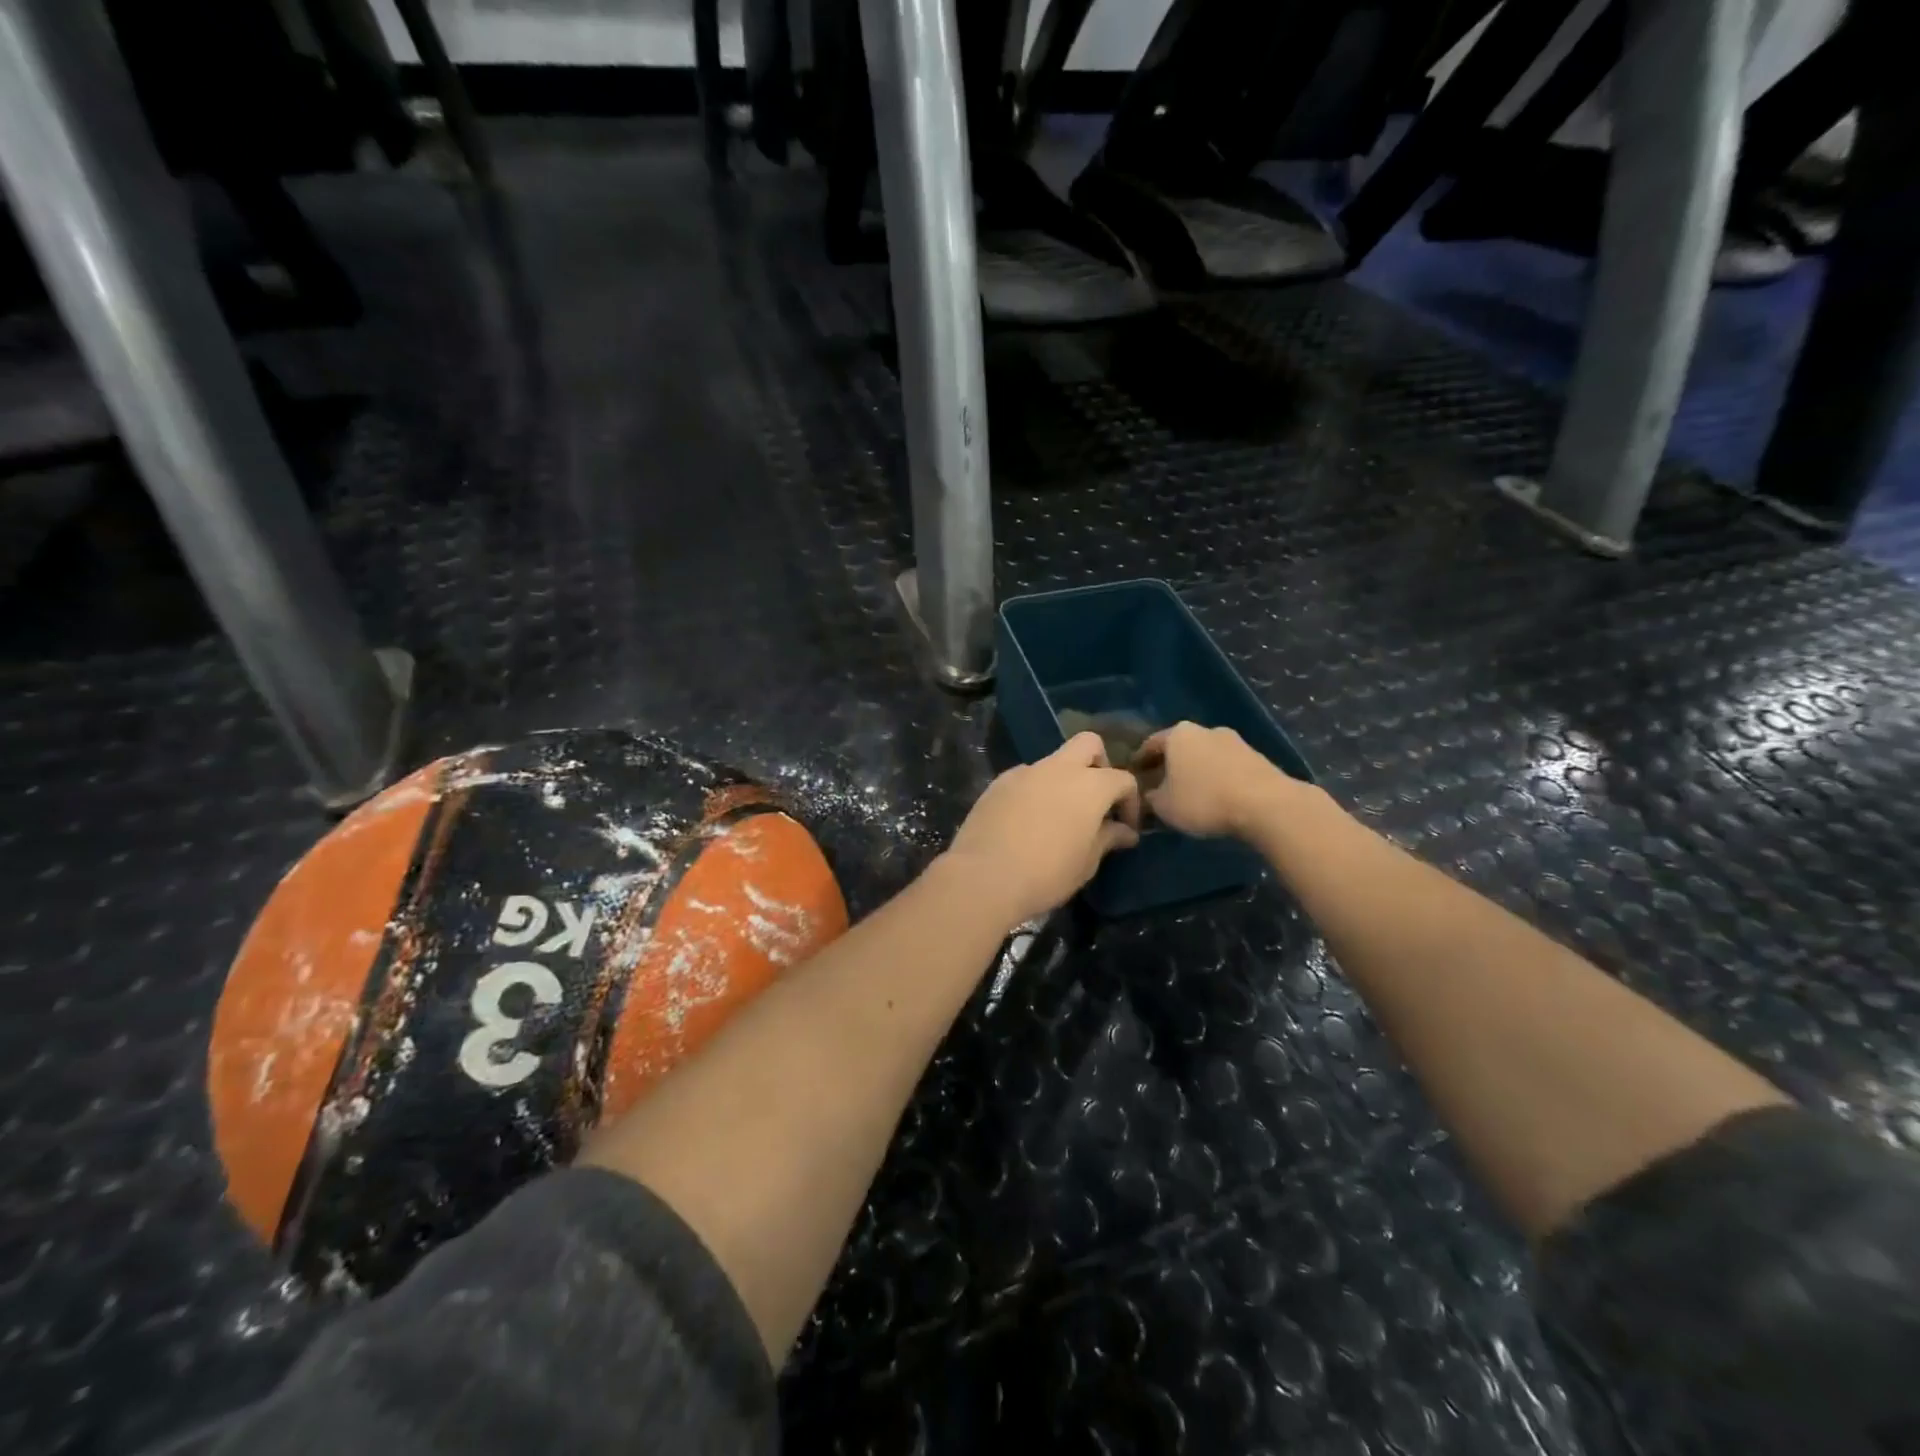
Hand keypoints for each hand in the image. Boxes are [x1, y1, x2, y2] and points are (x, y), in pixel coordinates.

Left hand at [939, 733, 1141, 926]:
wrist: (984, 876)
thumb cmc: (1047, 873)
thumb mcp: (1087, 862)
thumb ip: (1108, 838)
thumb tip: (1125, 831)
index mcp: (1090, 785)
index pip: (1123, 779)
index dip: (1130, 802)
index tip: (1125, 827)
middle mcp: (1058, 768)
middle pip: (1089, 744)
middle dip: (1099, 763)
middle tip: (1096, 799)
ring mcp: (1025, 772)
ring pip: (1053, 761)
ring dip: (1063, 780)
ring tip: (1058, 816)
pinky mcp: (998, 783)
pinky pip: (1025, 777)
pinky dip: (1034, 790)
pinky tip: (1027, 820)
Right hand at [1135, 722, 1290, 837]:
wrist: (1266, 804)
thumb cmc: (1204, 800)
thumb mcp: (1164, 806)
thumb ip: (1150, 799)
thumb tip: (1147, 796)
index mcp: (1178, 734)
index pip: (1150, 744)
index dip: (1140, 762)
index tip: (1134, 777)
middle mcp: (1205, 730)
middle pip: (1180, 747)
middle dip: (1170, 765)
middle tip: (1160, 785)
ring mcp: (1234, 741)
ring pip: (1205, 755)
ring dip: (1196, 771)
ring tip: (1190, 794)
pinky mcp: (1257, 757)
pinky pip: (1227, 766)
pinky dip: (1218, 778)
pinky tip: (1217, 797)